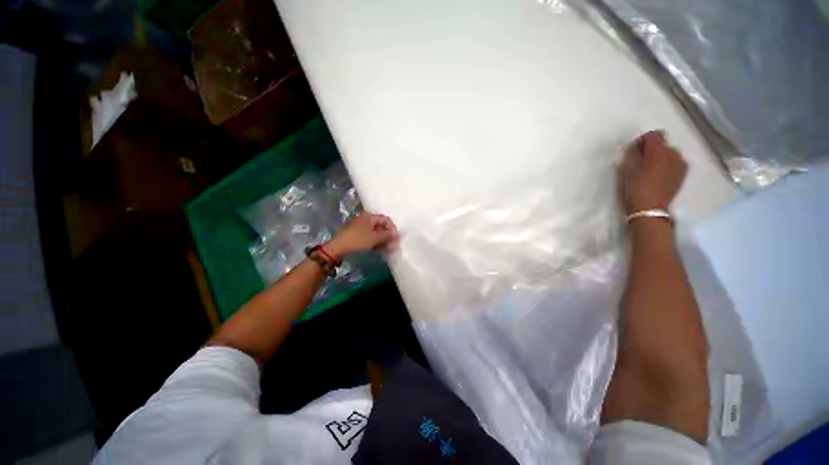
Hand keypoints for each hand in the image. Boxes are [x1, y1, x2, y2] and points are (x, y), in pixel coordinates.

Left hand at [325, 213, 398, 259]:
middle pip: (381, 225)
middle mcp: (365, 219)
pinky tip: (380, 249)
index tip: (395, 238)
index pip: (385, 219)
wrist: (338, 248)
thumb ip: (387, 235)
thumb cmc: (358, 240)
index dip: (392, 228)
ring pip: (376, 232)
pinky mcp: (358, 235)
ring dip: (383, 239)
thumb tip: (397, 234)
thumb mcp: (375, 238)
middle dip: (388, 235)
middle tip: (393, 244)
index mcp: (369, 216)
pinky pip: (370, 237)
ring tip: (388, 248)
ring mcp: (361, 227)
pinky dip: (376, 242)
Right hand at [619, 131, 687, 214]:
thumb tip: (633, 147)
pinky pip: (675, 162)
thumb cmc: (634, 188)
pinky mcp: (683, 173)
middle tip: (640, 161)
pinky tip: (658, 176)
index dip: (643, 140)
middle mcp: (673, 153)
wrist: (650, 209)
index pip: (654, 135)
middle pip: (662, 143)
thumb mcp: (626, 170)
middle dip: (652, 149)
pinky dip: (667, 165)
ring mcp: (680, 163)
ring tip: (649, 170)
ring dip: (659, 157)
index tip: (634, 151)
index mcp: (658, 151)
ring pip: (669, 153)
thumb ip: (631, 154)